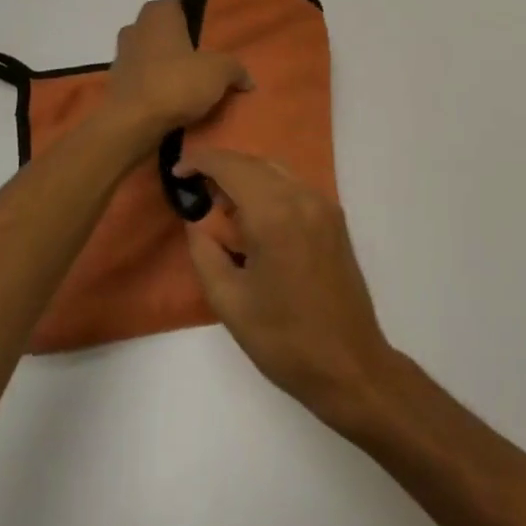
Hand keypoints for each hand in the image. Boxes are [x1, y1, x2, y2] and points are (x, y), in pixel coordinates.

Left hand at [102, 0, 250, 140]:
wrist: (131, 124)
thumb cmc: (175, 83)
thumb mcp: (219, 72)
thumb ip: (236, 68)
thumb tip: (247, 79)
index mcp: (160, 12)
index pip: (184, 2)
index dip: (202, 14)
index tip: (218, 29)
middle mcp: (136, 25)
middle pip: (168, 27)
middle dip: (184, 39)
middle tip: (209, 55)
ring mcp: (122, 53)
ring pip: (154, 51)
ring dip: (169, 62)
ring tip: (193, 79)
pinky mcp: (117, 81)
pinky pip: (144, 75)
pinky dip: (157, 82)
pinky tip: (174, 97)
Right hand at [178, 149, 397, 428]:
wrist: (349, 364)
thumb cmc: (283, 339)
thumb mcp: (228, 300)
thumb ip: (205, 250)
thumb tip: (197, 219)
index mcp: (274, 213)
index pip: (231, 167)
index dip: (200, 161)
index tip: (176, 172)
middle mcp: (303, 197)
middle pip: (255, 162)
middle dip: (221, 166)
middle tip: (193, 188)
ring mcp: (323, 205)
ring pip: (277, 170)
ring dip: (246, 175)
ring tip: (218, 201)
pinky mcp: (334, 218)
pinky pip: (294, 186)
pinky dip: (268, 187)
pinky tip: (252, 214)